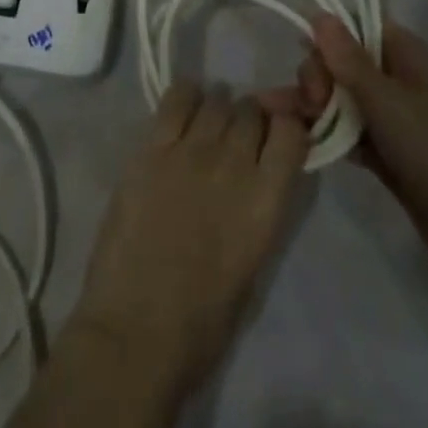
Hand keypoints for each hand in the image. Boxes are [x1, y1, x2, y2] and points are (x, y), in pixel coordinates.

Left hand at [70, 84, 308, 393]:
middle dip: (250, 119)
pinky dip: (185, 97)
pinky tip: (183, 112)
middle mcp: (233, 165)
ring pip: (217, 100)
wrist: (135, 330)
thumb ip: (260, 207)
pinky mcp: (152, 147)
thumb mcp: (252, 263)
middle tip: (236, 138)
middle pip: (251, 110)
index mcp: (266, 202)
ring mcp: (190, 150)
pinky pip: (176, 98)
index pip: (291, 132)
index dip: (286, 128)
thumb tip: (260, 174)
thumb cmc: (201, 322)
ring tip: (208, 127)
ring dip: (218, 110)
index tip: (276, 137)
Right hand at [266, 15, 427, 296]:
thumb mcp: (388, 101)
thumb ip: (349, 60)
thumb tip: (318, 13)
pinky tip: (300, 142)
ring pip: (341, 100)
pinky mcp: (389, 155)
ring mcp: (393, 119)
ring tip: (278, 118)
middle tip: (311, 104)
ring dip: (313, 106)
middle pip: (341, 63)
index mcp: (405, 54)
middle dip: (317, 77)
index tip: (311, 61)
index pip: (355, 26)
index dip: (327, 37)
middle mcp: (397, 79)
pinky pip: (349, 134)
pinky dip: (327, 136)